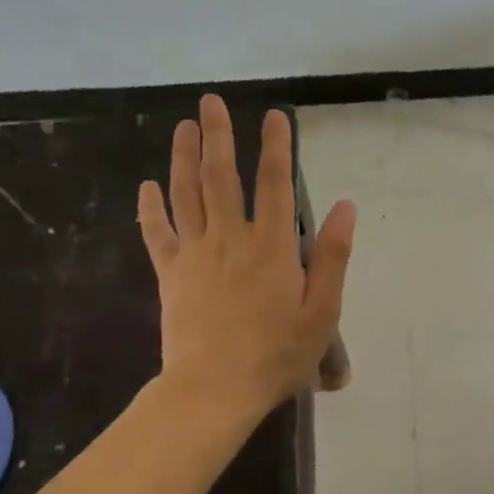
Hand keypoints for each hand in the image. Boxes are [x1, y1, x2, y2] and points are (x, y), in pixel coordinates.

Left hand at [138, 96, 356, 417]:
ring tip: (183, 126)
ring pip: (186, 195)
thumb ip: (333, 256)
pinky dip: (151, 209)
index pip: (273, 183)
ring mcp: (195, 255)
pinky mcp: (171, 275)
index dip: (275, 146)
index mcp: (271, 246)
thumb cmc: (276, 354)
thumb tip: (346, 206)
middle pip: (220, 177)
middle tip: (210, 102)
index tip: (274, 115)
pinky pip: (158, 235)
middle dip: (217, 136)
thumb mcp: (322, 311)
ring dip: (182, 157)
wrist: (213, 391)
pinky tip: (147, 186)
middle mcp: (230, 239)